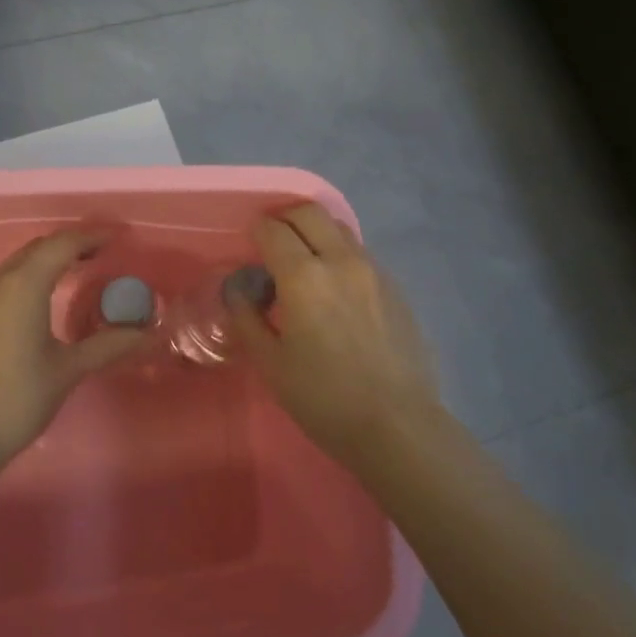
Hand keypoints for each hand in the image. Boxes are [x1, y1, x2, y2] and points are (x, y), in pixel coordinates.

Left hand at [0, 226, 146, 463]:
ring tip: (82, 267)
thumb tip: (148, 333)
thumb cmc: (17, 400)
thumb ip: (108, 344)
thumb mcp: (68, 370)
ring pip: (20, 261)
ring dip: (51, 258)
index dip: (93, 236)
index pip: (63, 244)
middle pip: (40, 248)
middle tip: (106, 251)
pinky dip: (32, 274)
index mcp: (22, 286)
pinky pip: (6, 278)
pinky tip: (48, 293)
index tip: (120, 236)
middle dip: (73, 244)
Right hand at [227, 204, 442, 465]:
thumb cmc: (324, 398)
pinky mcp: (395, 285)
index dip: (255, 232)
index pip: (272, 229)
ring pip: (338, 228)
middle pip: (309, 212)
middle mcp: (340, 260)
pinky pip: (360, 252)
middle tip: (272, 243)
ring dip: (315, 232)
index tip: (249, 247)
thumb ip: (247, 317)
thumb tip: (238, 290)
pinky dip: (339, 253)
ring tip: (304, 263)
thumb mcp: (271, 363)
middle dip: (284, 218)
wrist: (397, 424)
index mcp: (304, 276)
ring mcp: (373, 269)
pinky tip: (335, 288)